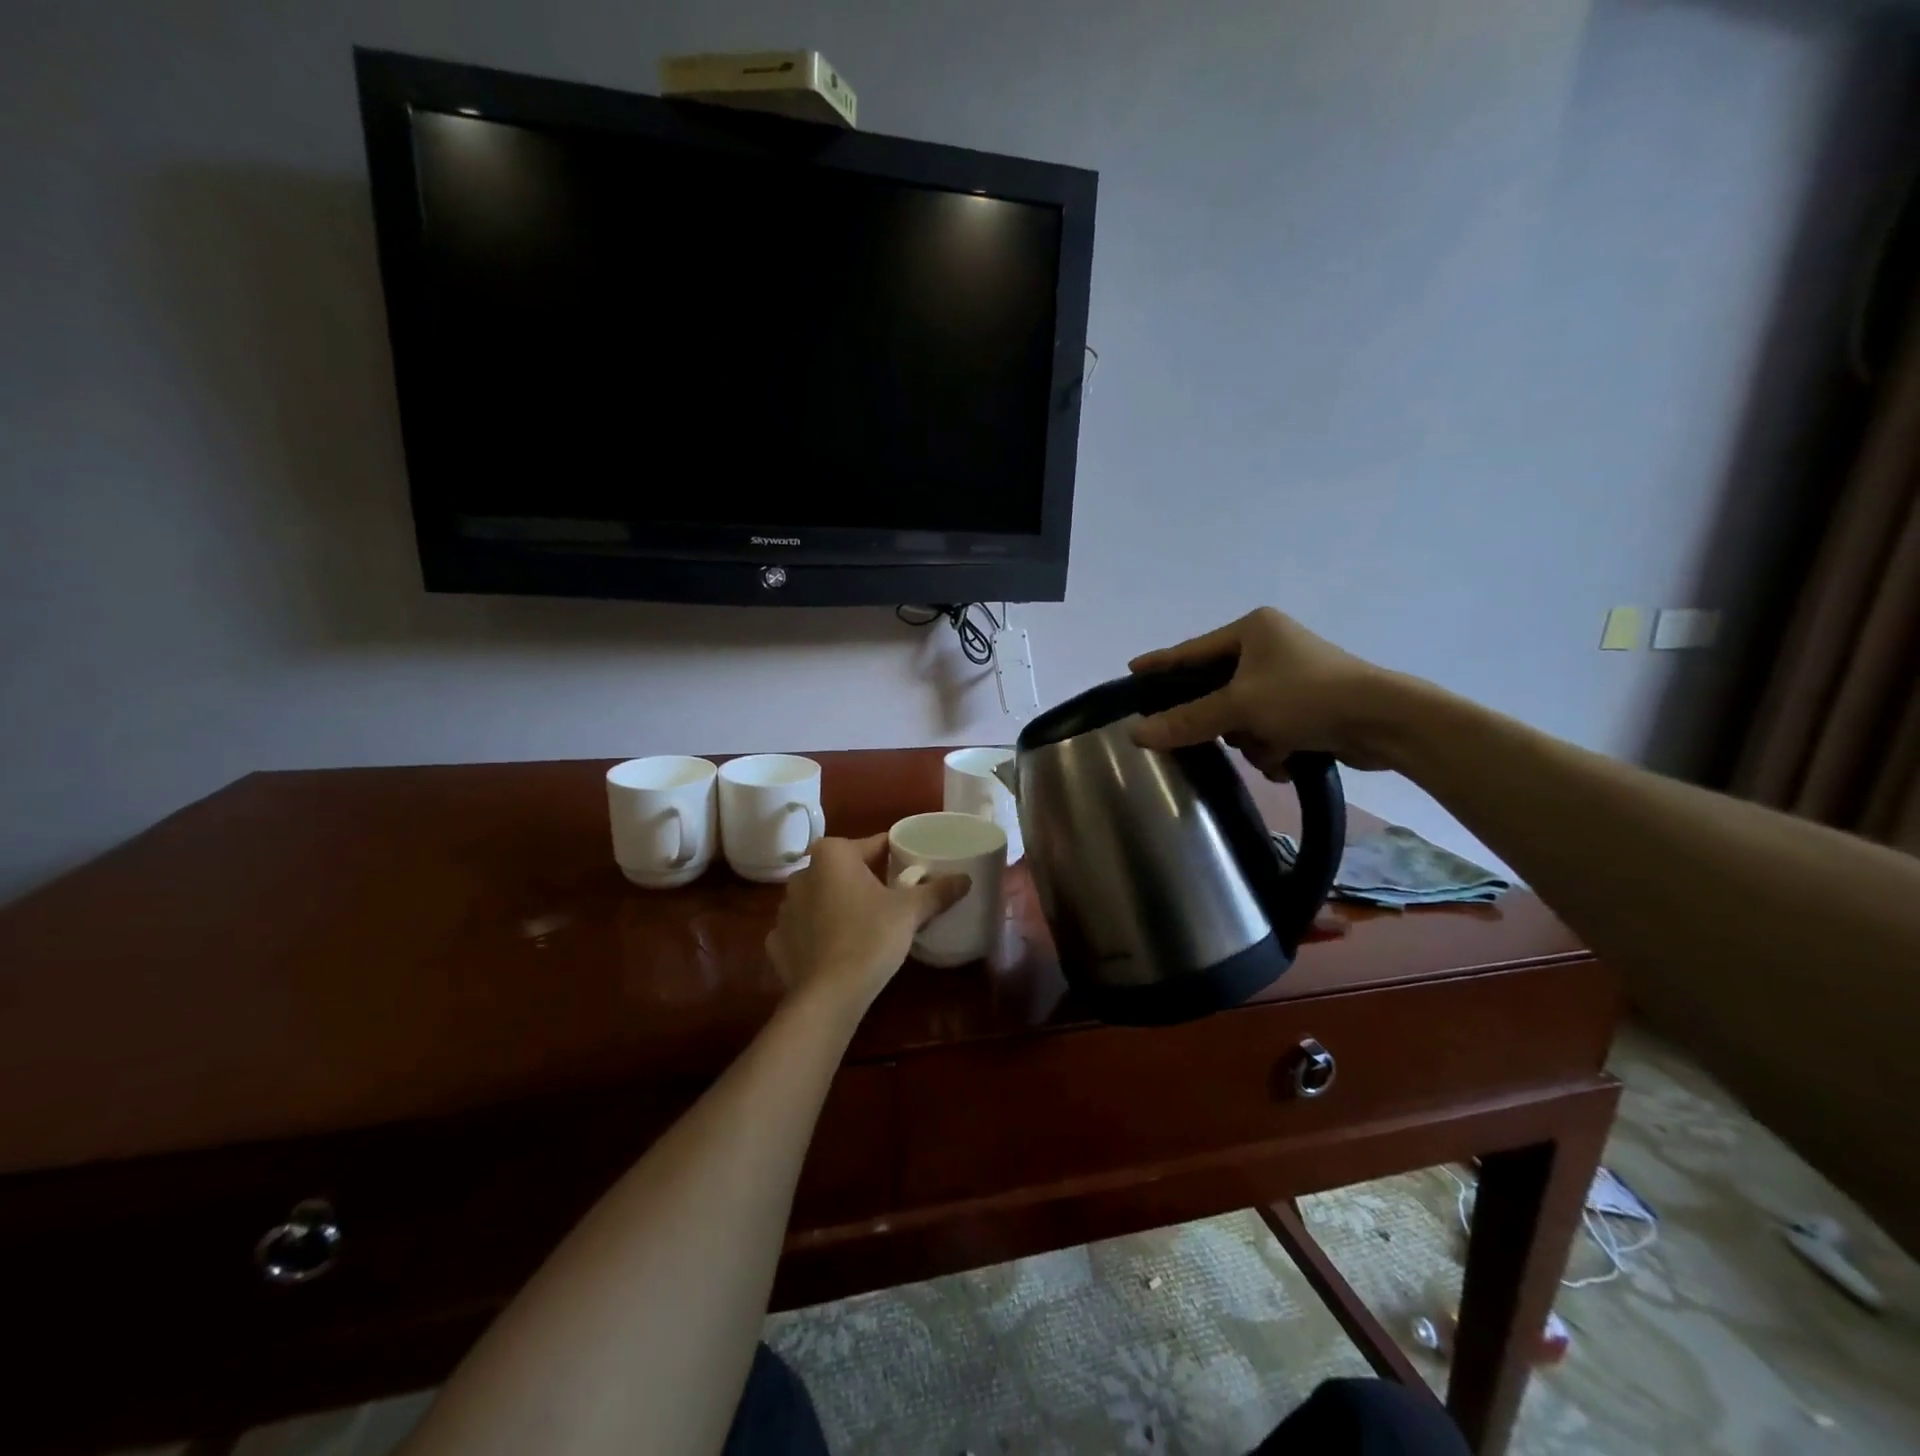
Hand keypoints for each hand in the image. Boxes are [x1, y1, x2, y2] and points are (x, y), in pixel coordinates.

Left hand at [765, 835, 970, 1012]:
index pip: (873, 845)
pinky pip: (803, 929)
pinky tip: (836, 950)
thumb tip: (966, 879)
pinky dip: (818, 935)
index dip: (895, 855)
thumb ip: (938, 891)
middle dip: (865, 880)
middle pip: (844, 870)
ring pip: (821, 898)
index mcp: (832, 854)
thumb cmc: (871, 938)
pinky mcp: (776, 941)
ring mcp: (784, 909)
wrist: (829, 995)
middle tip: (892, 899)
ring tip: (865, 926)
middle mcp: (803, 874)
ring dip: (838, 906)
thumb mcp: (910, 911)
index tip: (912, 869)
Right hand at [1130, 607, 1397, 775]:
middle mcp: (1270, 648)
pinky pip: (1269, 728)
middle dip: (1224, 721)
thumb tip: (1136, 734)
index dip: (1161, 663)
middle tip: (1219, 733)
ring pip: (1242, 717)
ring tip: (1272, 748)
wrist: (1384, 722)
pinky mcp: (1309, 705)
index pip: (1191, 650)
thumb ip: (1186, 720)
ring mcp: (1291, 677)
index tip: (1132, 671)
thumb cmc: (1306, 697)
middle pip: (1218, 691)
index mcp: (1252, 630)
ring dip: (1253, 740)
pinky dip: (1274, 747)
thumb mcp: (1239, 707)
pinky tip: (1289, 757)